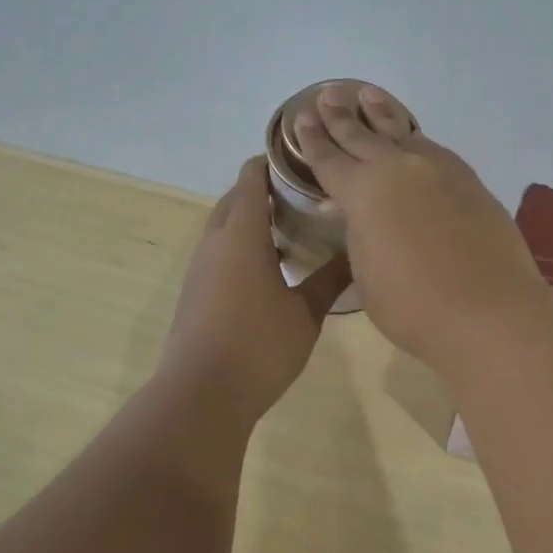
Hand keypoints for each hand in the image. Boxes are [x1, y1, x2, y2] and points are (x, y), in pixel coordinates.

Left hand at [163, 157, 350, 421]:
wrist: (202, 394)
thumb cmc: (259, 346)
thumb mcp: (305, 313)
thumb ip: (330, 279)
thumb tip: (357, 252)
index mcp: (241, 236)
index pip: (250, 180)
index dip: (271, 162)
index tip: (301, 158)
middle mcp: (214, 244)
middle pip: (233, 200)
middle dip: (261, 190)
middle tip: (303, 193)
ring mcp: (200, 269)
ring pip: (224, 228)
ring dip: (250, 220)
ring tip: (292, 226)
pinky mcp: (195, 293)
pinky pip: (219, 253)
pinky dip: (242, 246)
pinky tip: (271, 266)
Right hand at [290, 85, 550, 368]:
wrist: (488, 311)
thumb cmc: (412, 305)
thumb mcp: (366, 273)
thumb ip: (356, 234)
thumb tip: (347, 210)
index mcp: (363, 191)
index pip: (329, 159)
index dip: (312, 140)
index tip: (302, 117)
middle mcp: (398, 169)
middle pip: (362, 136)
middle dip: (341, 116)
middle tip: (329, 95)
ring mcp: (438, 170)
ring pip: (402, 133)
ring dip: (382, 114)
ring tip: (369, 95)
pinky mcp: (469, 181)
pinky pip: (433, 149)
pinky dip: (415, 139)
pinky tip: (412, 138)